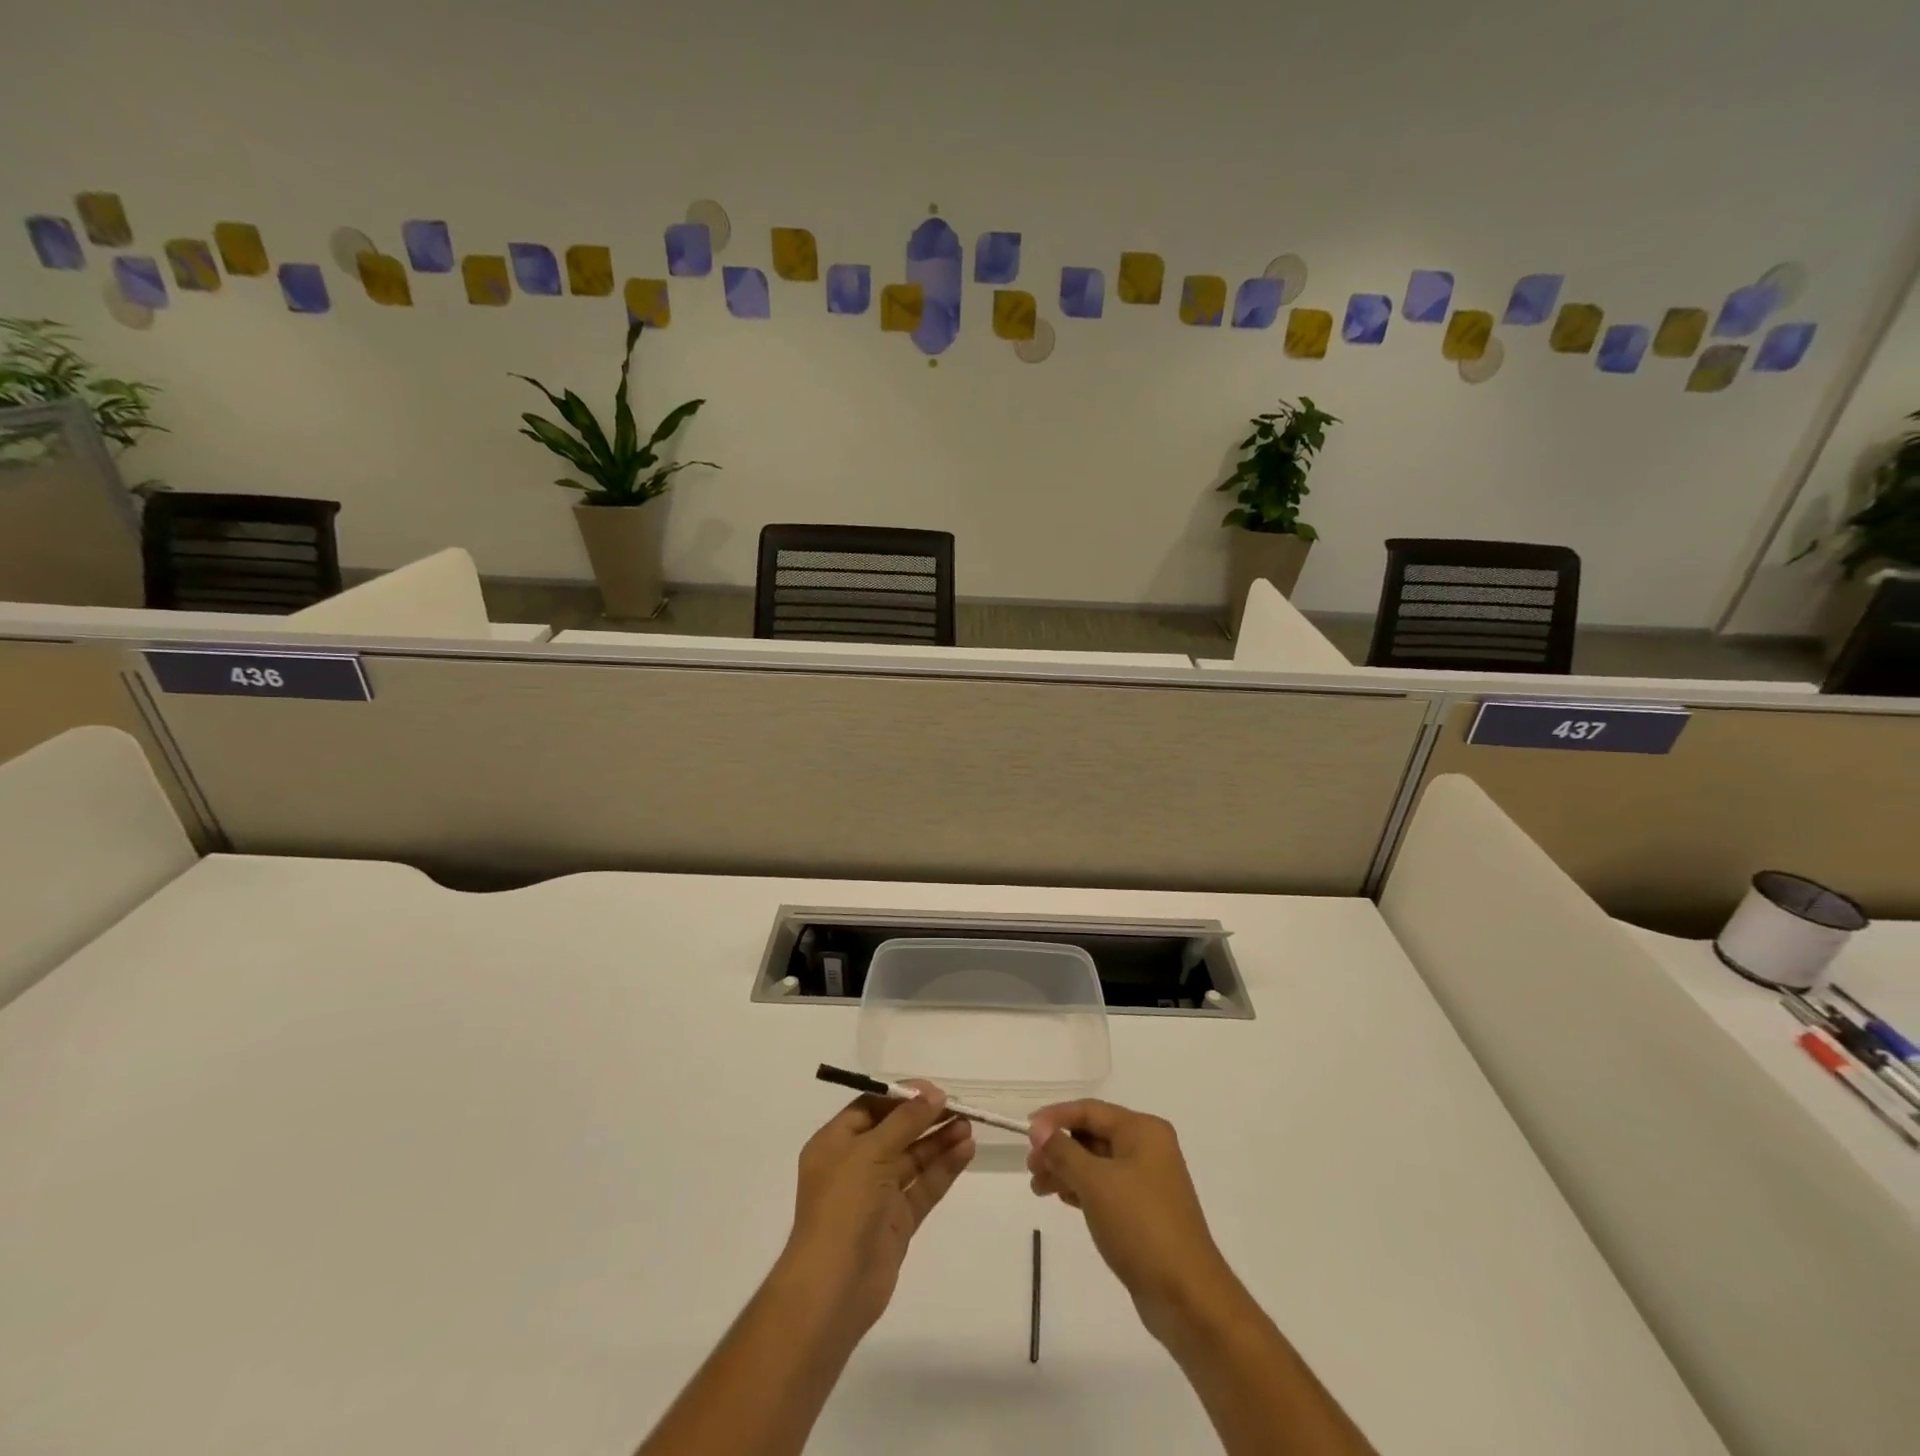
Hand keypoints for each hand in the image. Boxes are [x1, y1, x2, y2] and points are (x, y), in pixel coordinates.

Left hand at [778, 1081, 974, 1341]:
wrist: (834, 1287)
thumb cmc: (844, 1206)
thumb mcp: (871, 1152)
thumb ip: (905, 1120)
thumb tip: (933, 1093)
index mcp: (835, 1143)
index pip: (871, 1107)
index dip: (902, 1095)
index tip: (933, 1089)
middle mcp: (855, 1164)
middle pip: (895, 1131)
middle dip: (925, 1117)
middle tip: (959, 1105)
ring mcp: (877, 1194)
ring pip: (913, 1158)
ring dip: (939, 1140)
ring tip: (969, 1125)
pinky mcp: (897, 1221)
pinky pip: (923, 1186)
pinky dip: (943, 1168)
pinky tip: (965, 1151)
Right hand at [1027, 1099, 1242, 1346]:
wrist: (1187, 1296)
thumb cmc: (1140, 1226)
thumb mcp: (1095, 1183)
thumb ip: (1063, 1151)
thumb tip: (1038, 1128)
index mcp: (1143, 1130)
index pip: (1090, 1110)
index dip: (1055, 1117)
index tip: (1025, 1132)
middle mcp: (1148, 1148)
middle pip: (1093, 1135)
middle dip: (1059, 1148)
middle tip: (1030, 1168)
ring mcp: (1148, 1180)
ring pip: (1097, 1163)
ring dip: (1066, 1170)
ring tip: (1038, 1187)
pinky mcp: (1145, 1210)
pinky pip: (1106, 1187)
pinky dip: (1082, 1189)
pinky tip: (1062, 1198)